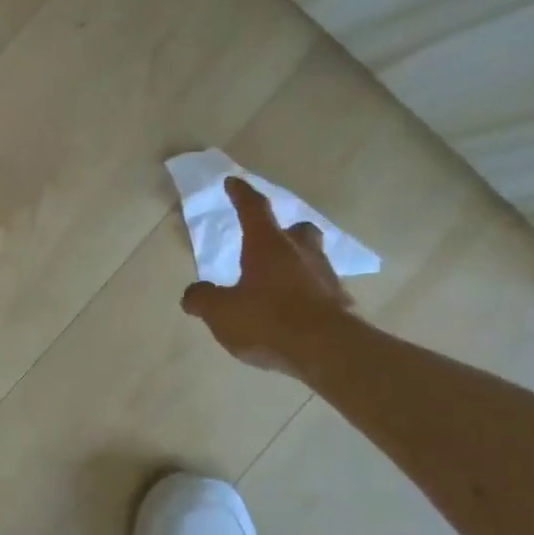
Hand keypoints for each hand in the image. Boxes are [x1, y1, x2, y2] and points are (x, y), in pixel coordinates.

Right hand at [180, 177, 355, 374]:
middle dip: (284, 231)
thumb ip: (202, 299)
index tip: (233, 182)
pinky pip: (319, 290)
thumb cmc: (268, 320)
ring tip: (276, 283)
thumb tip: (193, 294)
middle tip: (268, 241)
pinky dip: (305, 295)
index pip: (253, 209)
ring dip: (295, 264)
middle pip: (297, 230)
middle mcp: (301, 254)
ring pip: (312, 259)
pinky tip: (292, 313)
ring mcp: (325, 278)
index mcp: (268, 246)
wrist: (328, 351)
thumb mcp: (220, 312)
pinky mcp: (340, 305)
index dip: (241, 195)